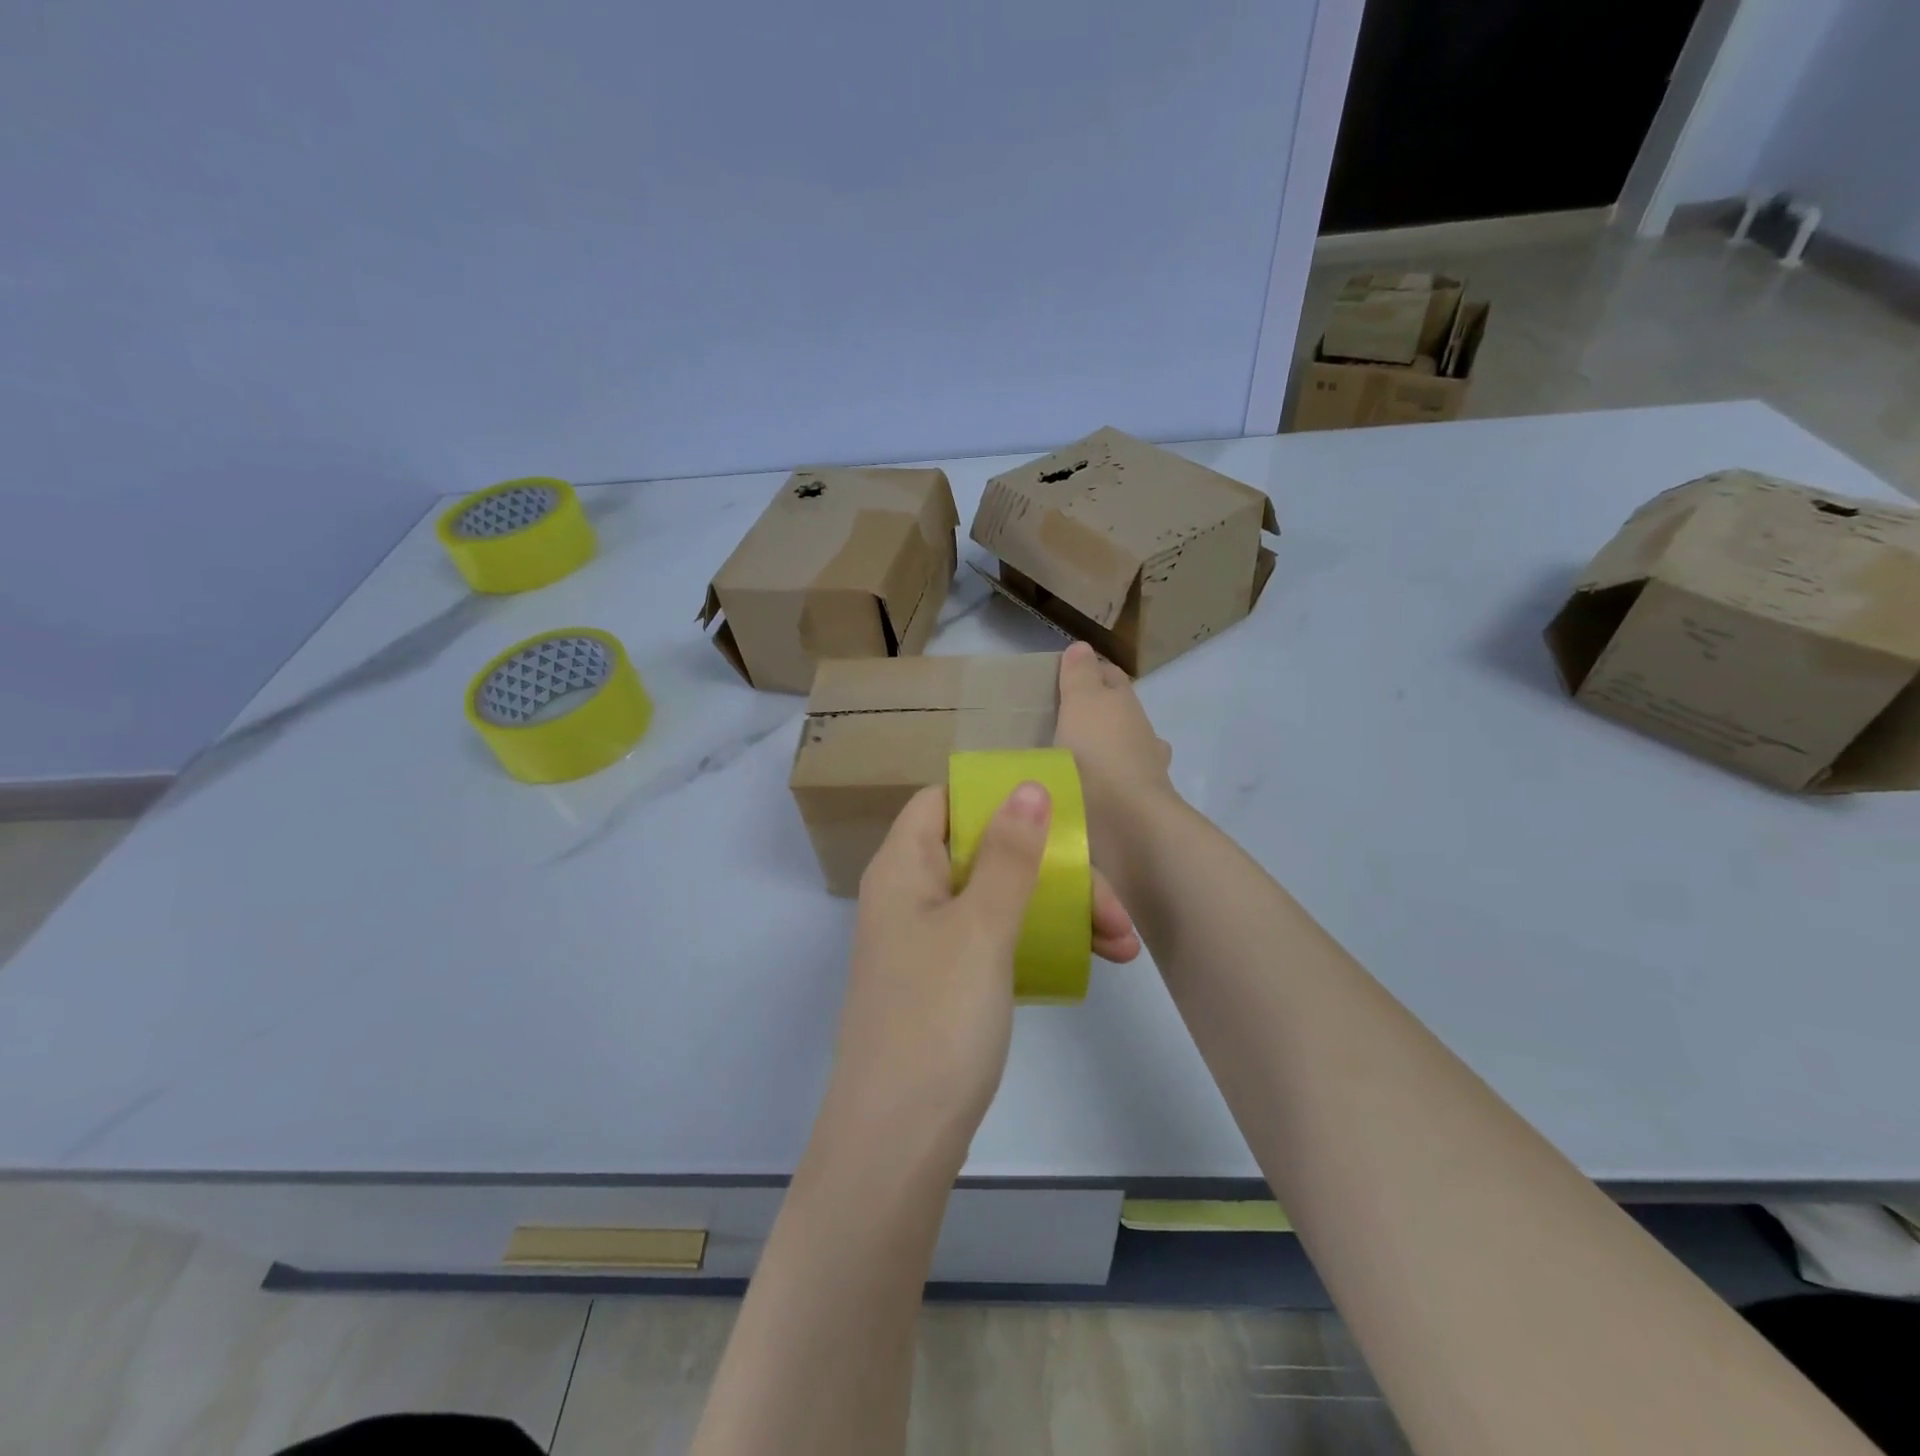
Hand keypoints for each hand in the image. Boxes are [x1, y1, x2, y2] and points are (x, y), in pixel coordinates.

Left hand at [822, 783, 1139, 1162]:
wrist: (899, 1140)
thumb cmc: (937, 1018)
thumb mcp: (981, 926)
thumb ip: (1008, 855)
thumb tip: (1028, 787)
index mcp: (903, 867)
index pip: (943, 801)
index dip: (993, 797)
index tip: (1054, 812)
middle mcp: (911, 895)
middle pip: (985, 853)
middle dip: (1053, 869)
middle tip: (1113, 909)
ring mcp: (929, 942)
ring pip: (1000, 899)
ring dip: (1059, 909)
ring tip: (1120, 944)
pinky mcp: (947, 982)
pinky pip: (997, 940)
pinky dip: (1040, 942)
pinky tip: (1089, 961)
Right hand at [1055, 641, 1178, 856]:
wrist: (1126, 823)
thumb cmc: (1098, 755)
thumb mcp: (1081, 704)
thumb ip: (1080, 675)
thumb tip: (1083, 647)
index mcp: (1125, 705)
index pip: (1110, 677)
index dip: (1091, 671)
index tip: (1065, 676)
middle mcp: (1140, 735)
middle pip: (1118, 714)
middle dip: (1098, 713)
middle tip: (1061, 718)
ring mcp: (1143, 773)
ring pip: (1122, 751)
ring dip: (1102, 751)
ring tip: (1068, 759)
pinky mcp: (1134, 807)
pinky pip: (1114, 787)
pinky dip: (1101, 784)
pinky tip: (1081, 791)